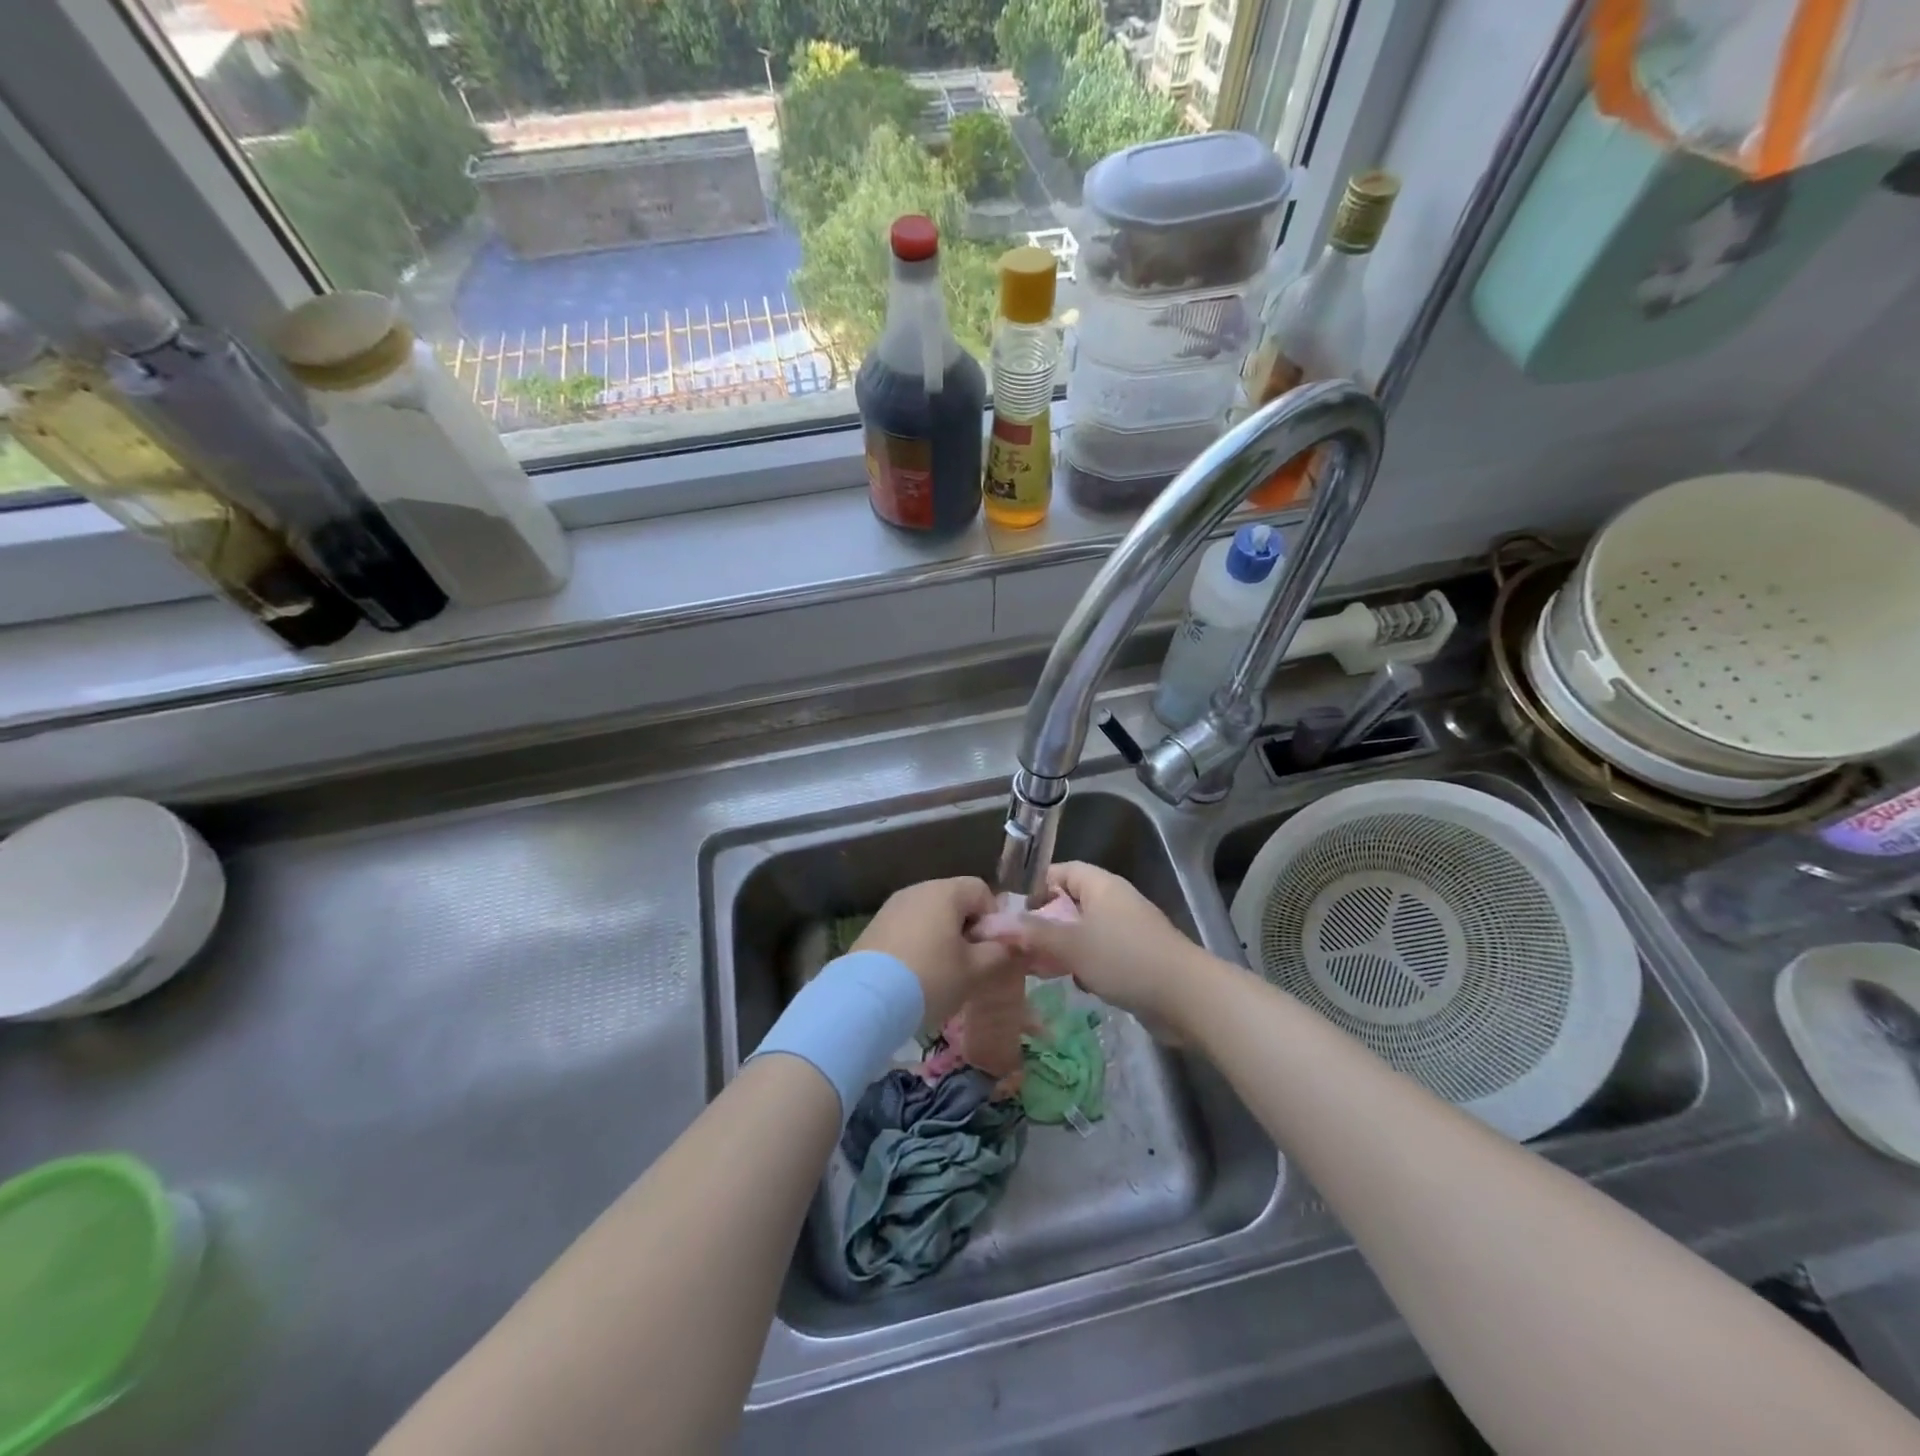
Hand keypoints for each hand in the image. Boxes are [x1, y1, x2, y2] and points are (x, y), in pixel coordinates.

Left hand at [852, 877, 1012, 1027]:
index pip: (980, 890)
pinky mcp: (874, 926)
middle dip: (966, 929)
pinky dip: (917, 945)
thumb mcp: (975, 971)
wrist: (867, 999)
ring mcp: (892, 906)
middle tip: (968, 964)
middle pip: (954, 900)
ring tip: (941, 973)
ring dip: (941, 938)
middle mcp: (917, 889)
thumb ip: (999, 953)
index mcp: (945, 891)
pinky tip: (915, 975)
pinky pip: (907, 928)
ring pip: (929, 915)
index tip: (989, 950)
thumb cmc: (930, 978)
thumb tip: (1009, 944)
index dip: (992, 918)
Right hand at [977, 862, 1209, 1029]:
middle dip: (1044, 924)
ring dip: (1062, 948)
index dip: (1036, 886)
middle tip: (1019, 946)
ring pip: (1083, 932)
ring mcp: (1127, 931)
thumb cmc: (1124, 959)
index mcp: (1101, 886)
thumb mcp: (1071, 944)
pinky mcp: (1136, 958)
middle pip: (1070, 903)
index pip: (1061, 871)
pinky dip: (1084, 965)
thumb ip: (1032, 933)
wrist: (1186, 998)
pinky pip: (1100, 954)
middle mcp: (1114, 901)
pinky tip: (1075, 984)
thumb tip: (993, 923)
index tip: (1012, 911)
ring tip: (1039, 968)